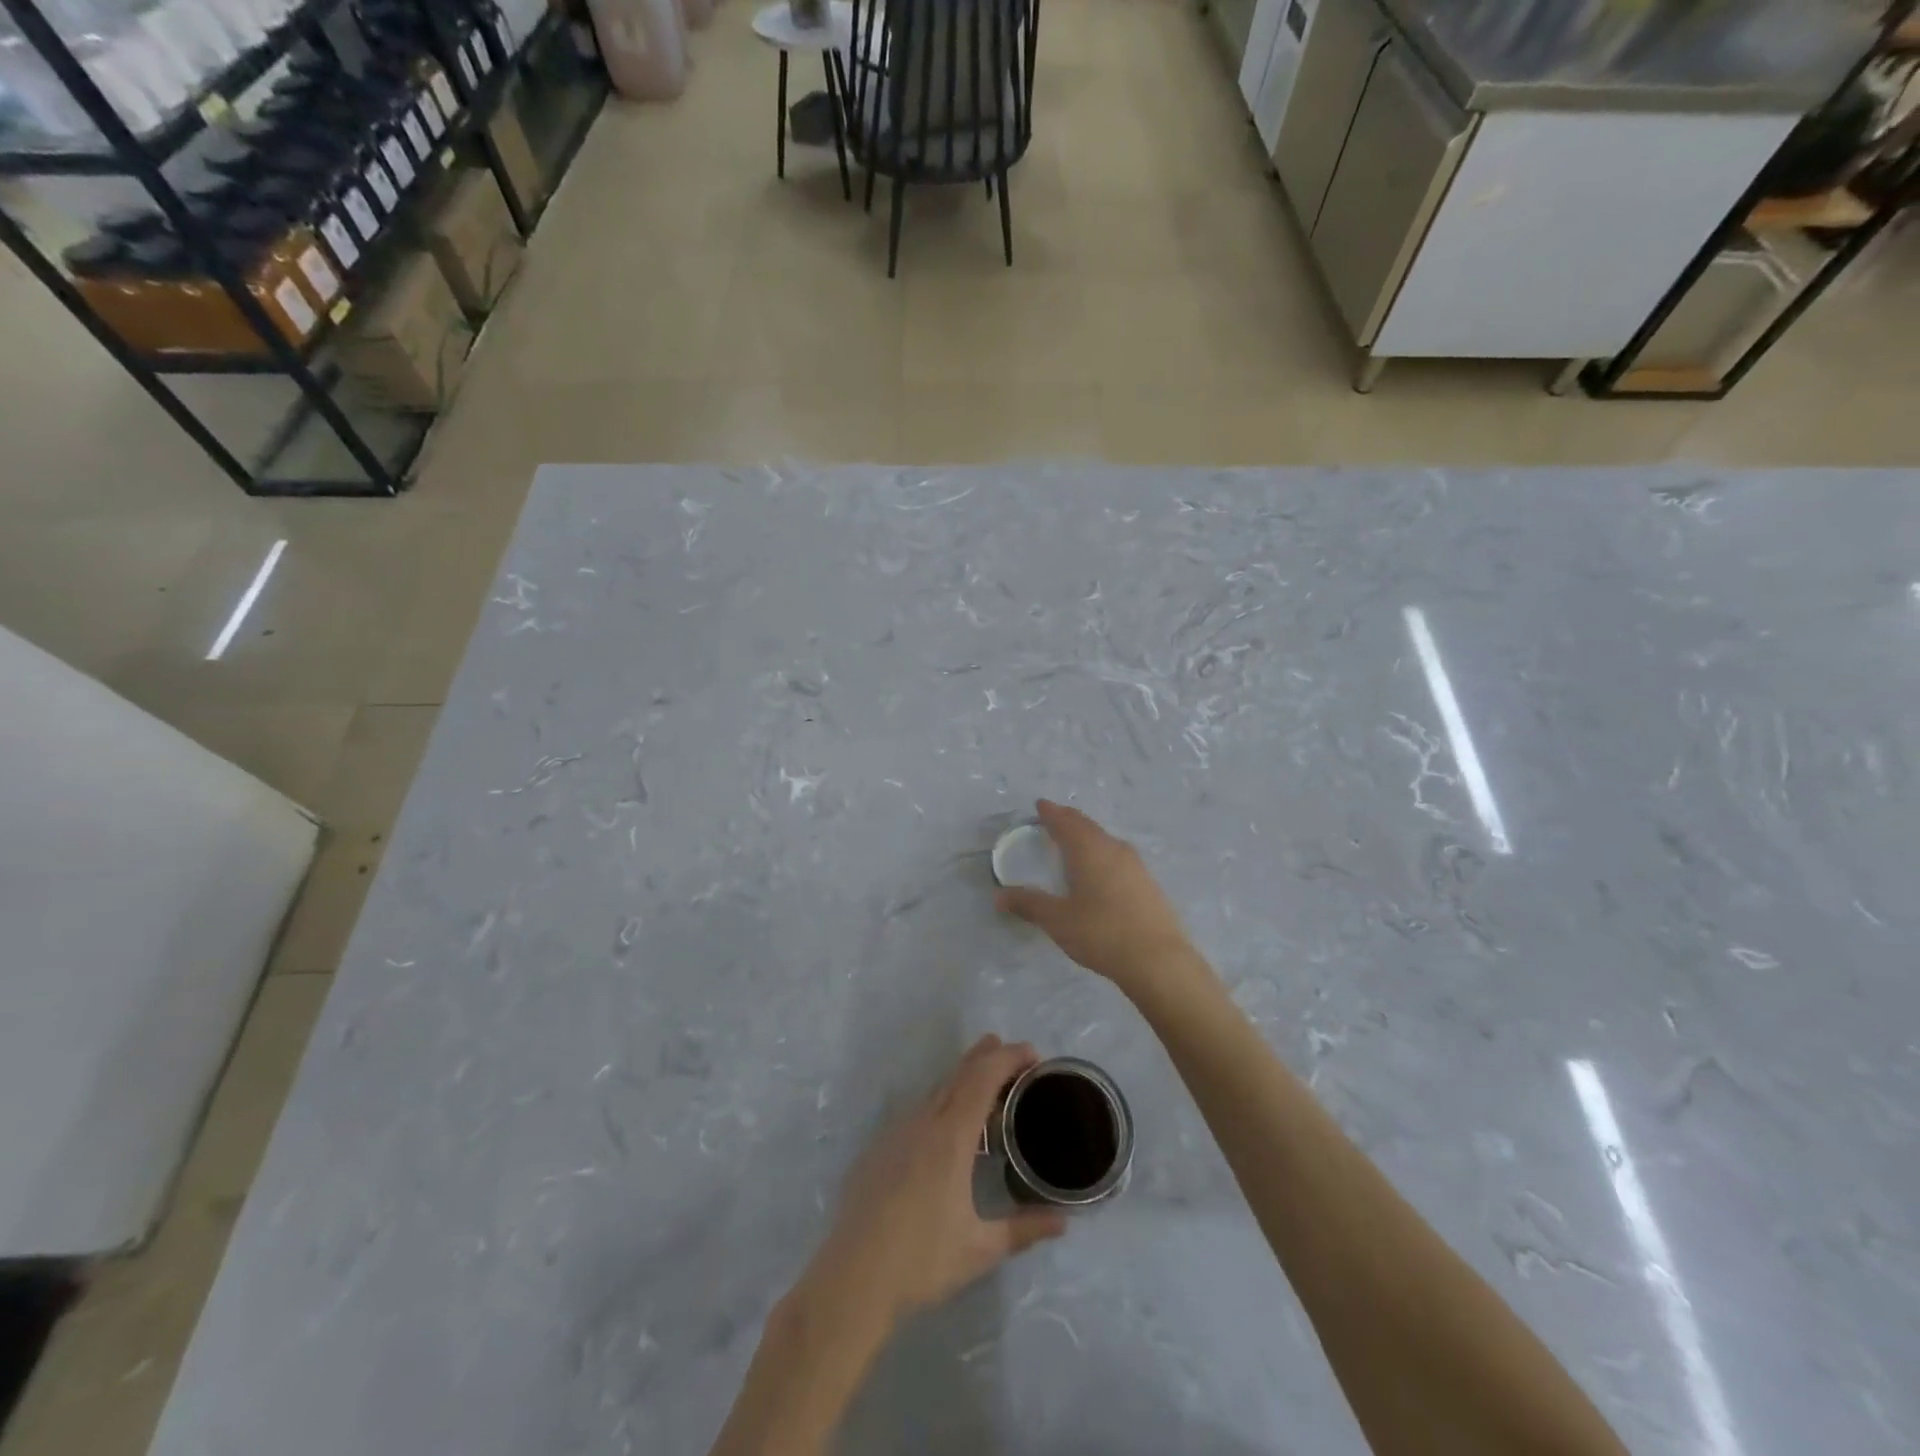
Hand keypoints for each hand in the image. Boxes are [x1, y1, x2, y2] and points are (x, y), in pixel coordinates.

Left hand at [801, 1036, 1065, 1330]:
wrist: (853, 1278)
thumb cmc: (922, 1261)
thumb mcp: (981, 1249)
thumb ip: (1024, 1229)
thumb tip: (1063, 1221)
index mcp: (951, 1137)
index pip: (983, 1078)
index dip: (1008, 1058)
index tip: (1033, 1054)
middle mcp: (924, 1122)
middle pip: (959, 1073)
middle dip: (987, 1056)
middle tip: (1014, 1054)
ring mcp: (897, 1132)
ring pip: (937, 1089)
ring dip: (964, 1077)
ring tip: (987, 1084)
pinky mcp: (880, 1147)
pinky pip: (918, 1110)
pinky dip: (942, 1101)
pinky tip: (948, 1125)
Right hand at [995, 800, 1195, 992]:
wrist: (1159, 961)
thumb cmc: (1101, 933)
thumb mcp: (1058, 920)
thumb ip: (1028, 904)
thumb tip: (998, 896)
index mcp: (1089, 850)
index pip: (1066, 822)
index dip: (1051, 812)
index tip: (1040, 805)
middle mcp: (1113, 849)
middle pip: (1087, 826)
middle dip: (1069, 820)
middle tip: (1053, 817)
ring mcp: (1135, 865)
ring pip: (1105, 840)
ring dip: (1087, 836)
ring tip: (1074, 841)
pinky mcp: (1148, 883)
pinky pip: (1118, 856)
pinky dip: (1102, 853)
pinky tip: (1100, 869)